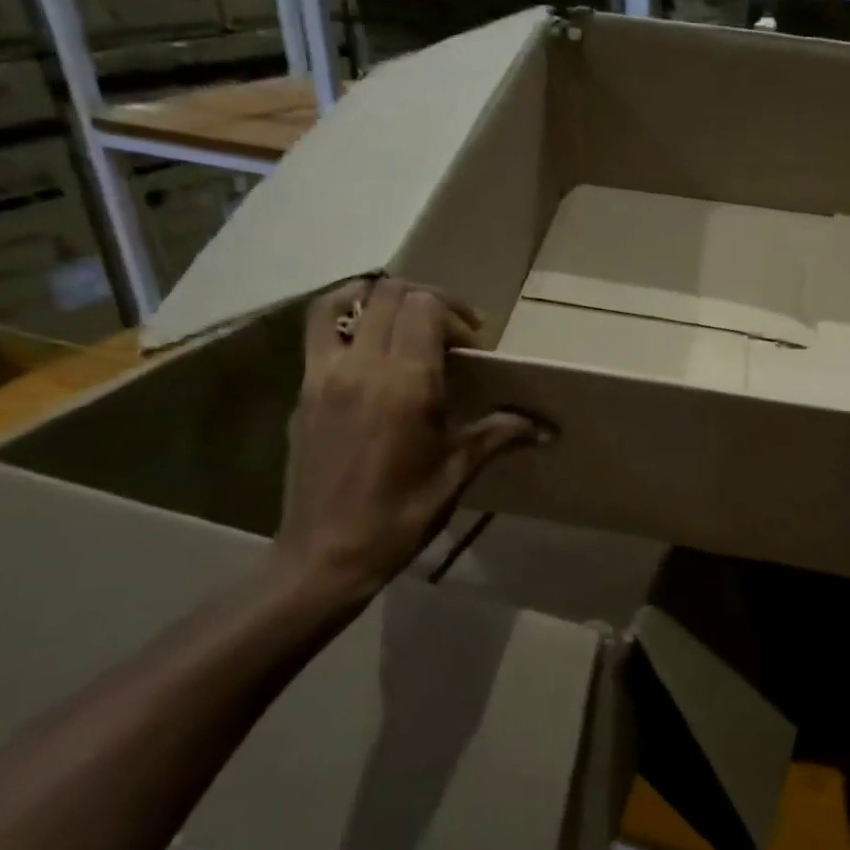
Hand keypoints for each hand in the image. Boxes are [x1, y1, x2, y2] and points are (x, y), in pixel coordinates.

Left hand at [272, 277, 545, 607]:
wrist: (326, 555)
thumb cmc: (401, 515)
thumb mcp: (457, 472)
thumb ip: (499, 434)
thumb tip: (547, 429)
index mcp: (404, 381)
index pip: (425, 306)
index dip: (455, 314)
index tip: (472, 348)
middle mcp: (360, 365)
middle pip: (389, 293)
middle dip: (426, 300)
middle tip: (448, 333)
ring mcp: (322, 375)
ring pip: (341, 302)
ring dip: (376, 298)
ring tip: (401, 322)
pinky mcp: (302, 392)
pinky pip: (319, 333)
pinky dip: (345, 321)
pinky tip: (369, 354)